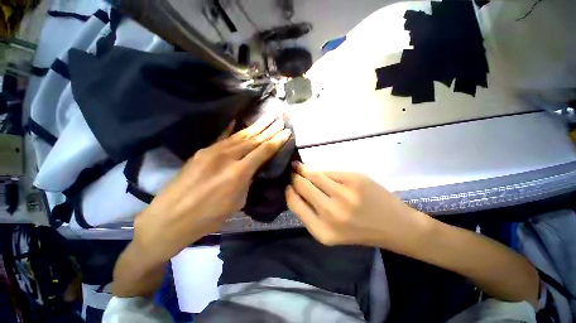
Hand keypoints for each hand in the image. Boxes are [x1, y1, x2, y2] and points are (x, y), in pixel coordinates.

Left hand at [134, 115, 291, 264]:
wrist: (170, 218)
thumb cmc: (208, 217)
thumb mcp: (237, 201)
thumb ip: (247, 181)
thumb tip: (253, 168)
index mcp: (238, 173)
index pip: (263, 151)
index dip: (276, 141)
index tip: (286, 132)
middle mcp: (227, 157)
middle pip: (253, 139)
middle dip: (269, 129)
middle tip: (280, 120)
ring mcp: (212, 152)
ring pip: (240, 135)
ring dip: (255, 126)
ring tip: (267, 117)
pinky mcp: (202, 151)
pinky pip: (223, 137)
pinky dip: (232, 128)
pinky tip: (239, 119)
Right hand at [286, 162, 431, 253]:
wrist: (394, 225)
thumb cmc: (358, 231)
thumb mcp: (329, 232)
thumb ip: (309, 212)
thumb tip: (293, 188)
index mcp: (322, 231)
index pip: (294, 203)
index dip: (288, 190)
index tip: (287, 184)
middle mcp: (331, 212)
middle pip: (302, 185)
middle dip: (294, 176)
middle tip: (291, 170)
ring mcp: (344, 193)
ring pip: (315, 174)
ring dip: (305, 170)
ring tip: (299, 167)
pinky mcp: (354, 178)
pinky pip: (330, 171)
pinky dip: (323, 172)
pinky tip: (322, 173)